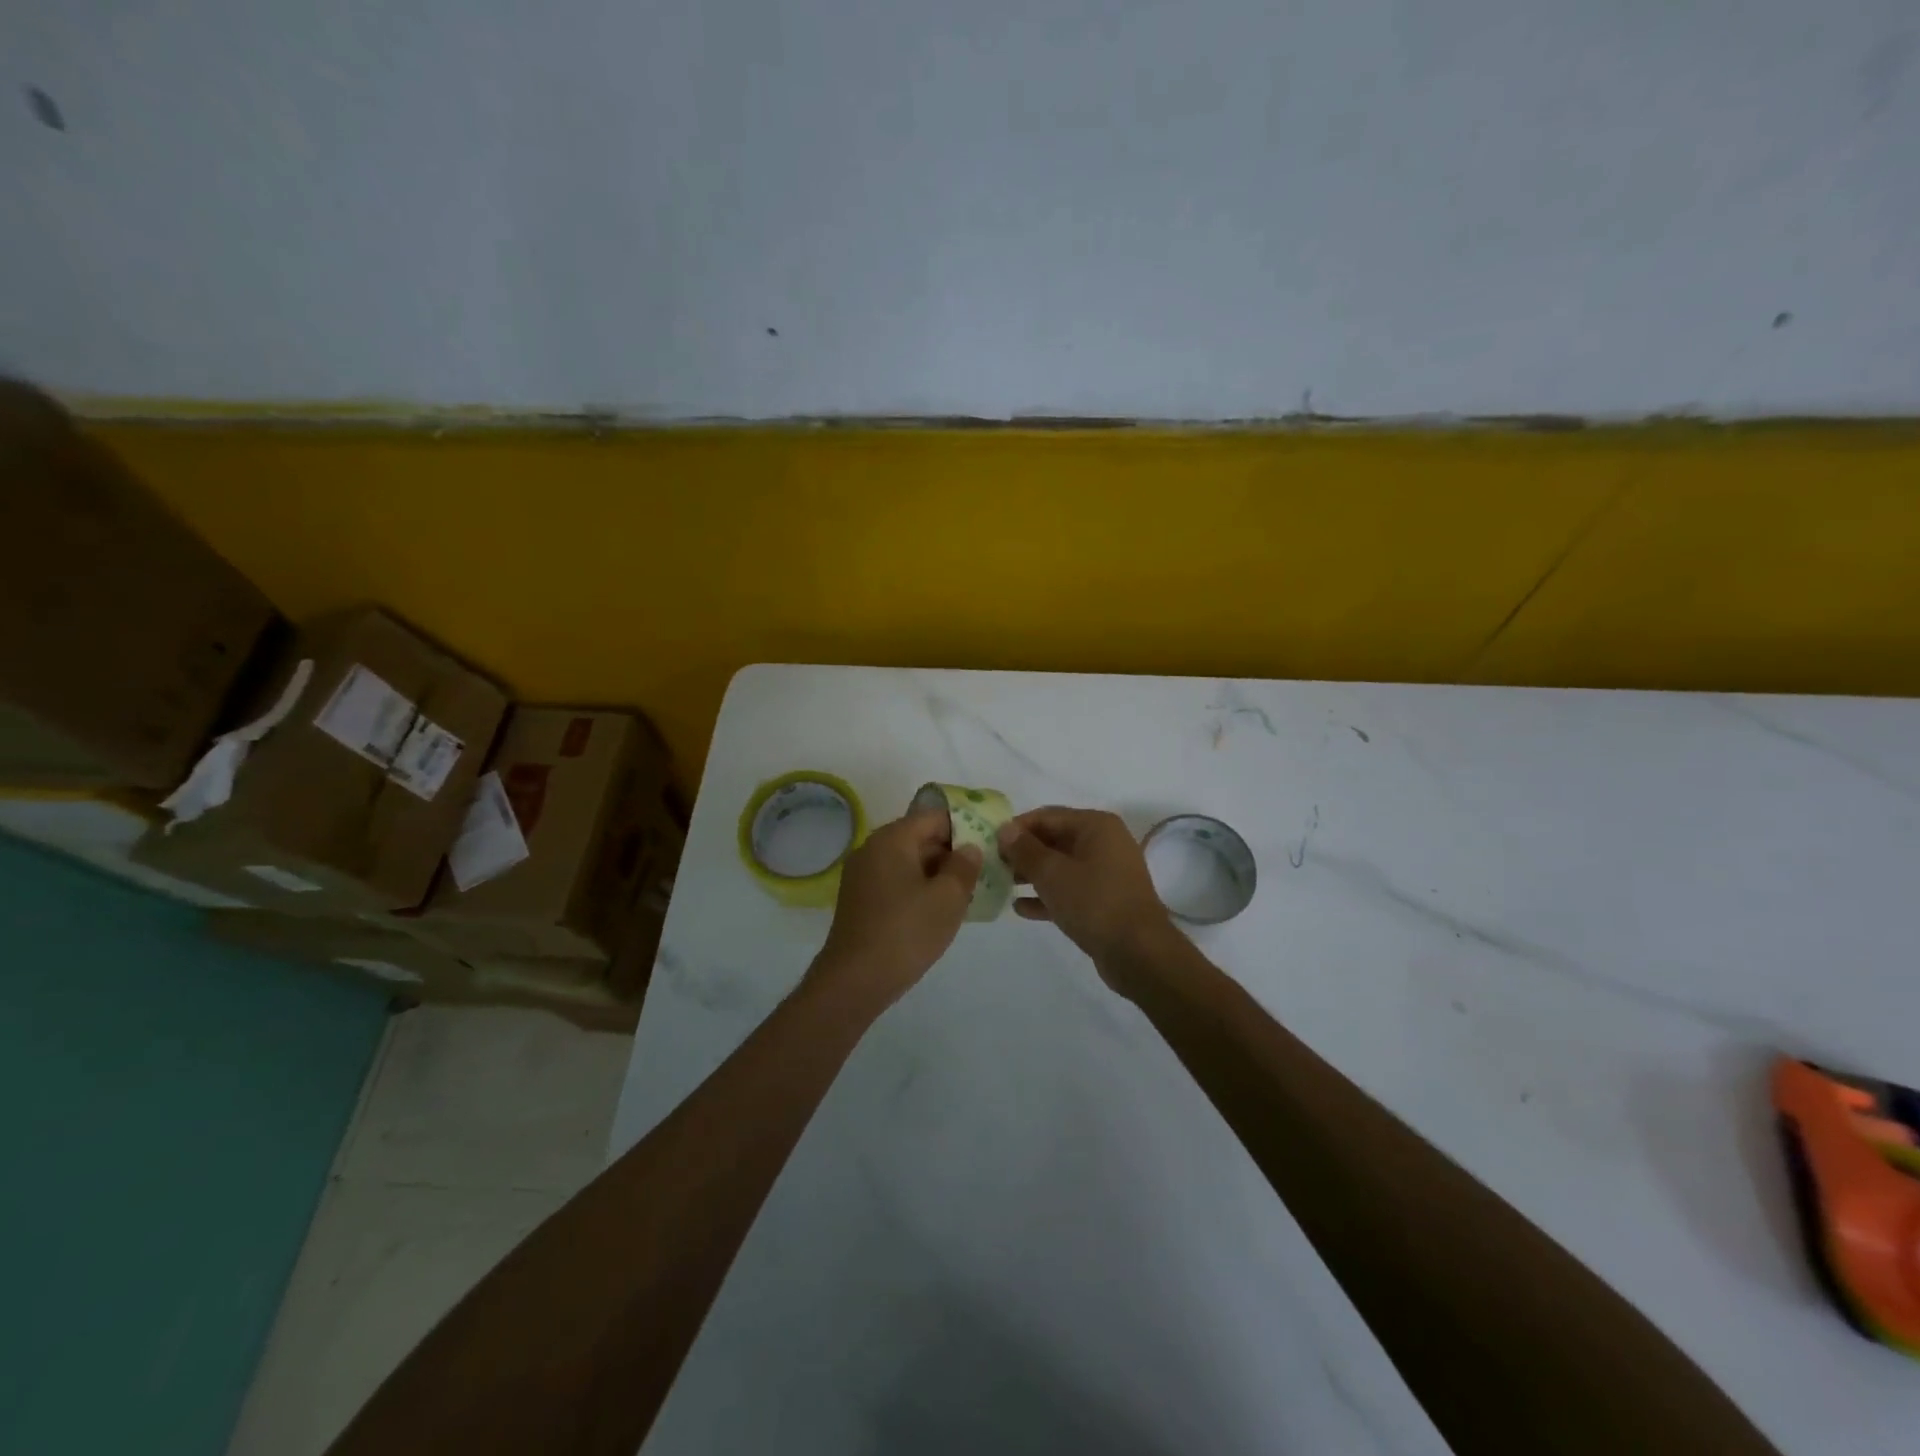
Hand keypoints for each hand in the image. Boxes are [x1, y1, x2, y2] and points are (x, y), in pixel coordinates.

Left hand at [812, 807, 981, 1010]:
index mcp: (892, 839)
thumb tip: (969, 848)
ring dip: (937, 873)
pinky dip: (918, 889)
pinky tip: (937, 911)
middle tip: (982, 873)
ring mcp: (862, 875)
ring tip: (966, 894)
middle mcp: (873, 849)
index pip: (934, 816)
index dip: (964, 826)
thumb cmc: (906, 932)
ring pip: (909, 862)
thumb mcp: (948, 898)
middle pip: (920, 837)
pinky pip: (896, 881)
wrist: (855, 980)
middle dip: (951, 852)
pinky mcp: (860, 900)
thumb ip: (964, 866)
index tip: (988, 845)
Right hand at [997, 807, 1182, 989]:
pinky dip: (1047, 896)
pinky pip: (1070, 890)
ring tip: (1001, 885)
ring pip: (1061, 866)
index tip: (990, 843)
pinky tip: (1020, 908)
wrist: (1138, 952)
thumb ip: (1025, 850)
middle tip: (992, 866)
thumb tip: (1005, 829)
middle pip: (1054, 839)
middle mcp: (1104, 843)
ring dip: (1032, 875)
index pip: (1047, 816)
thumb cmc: (1093, 902)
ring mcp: (1106, 873)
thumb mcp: (1052, 873)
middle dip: (1023, 852)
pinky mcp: (1104, 900)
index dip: (1017, 828)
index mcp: (1096, 826)